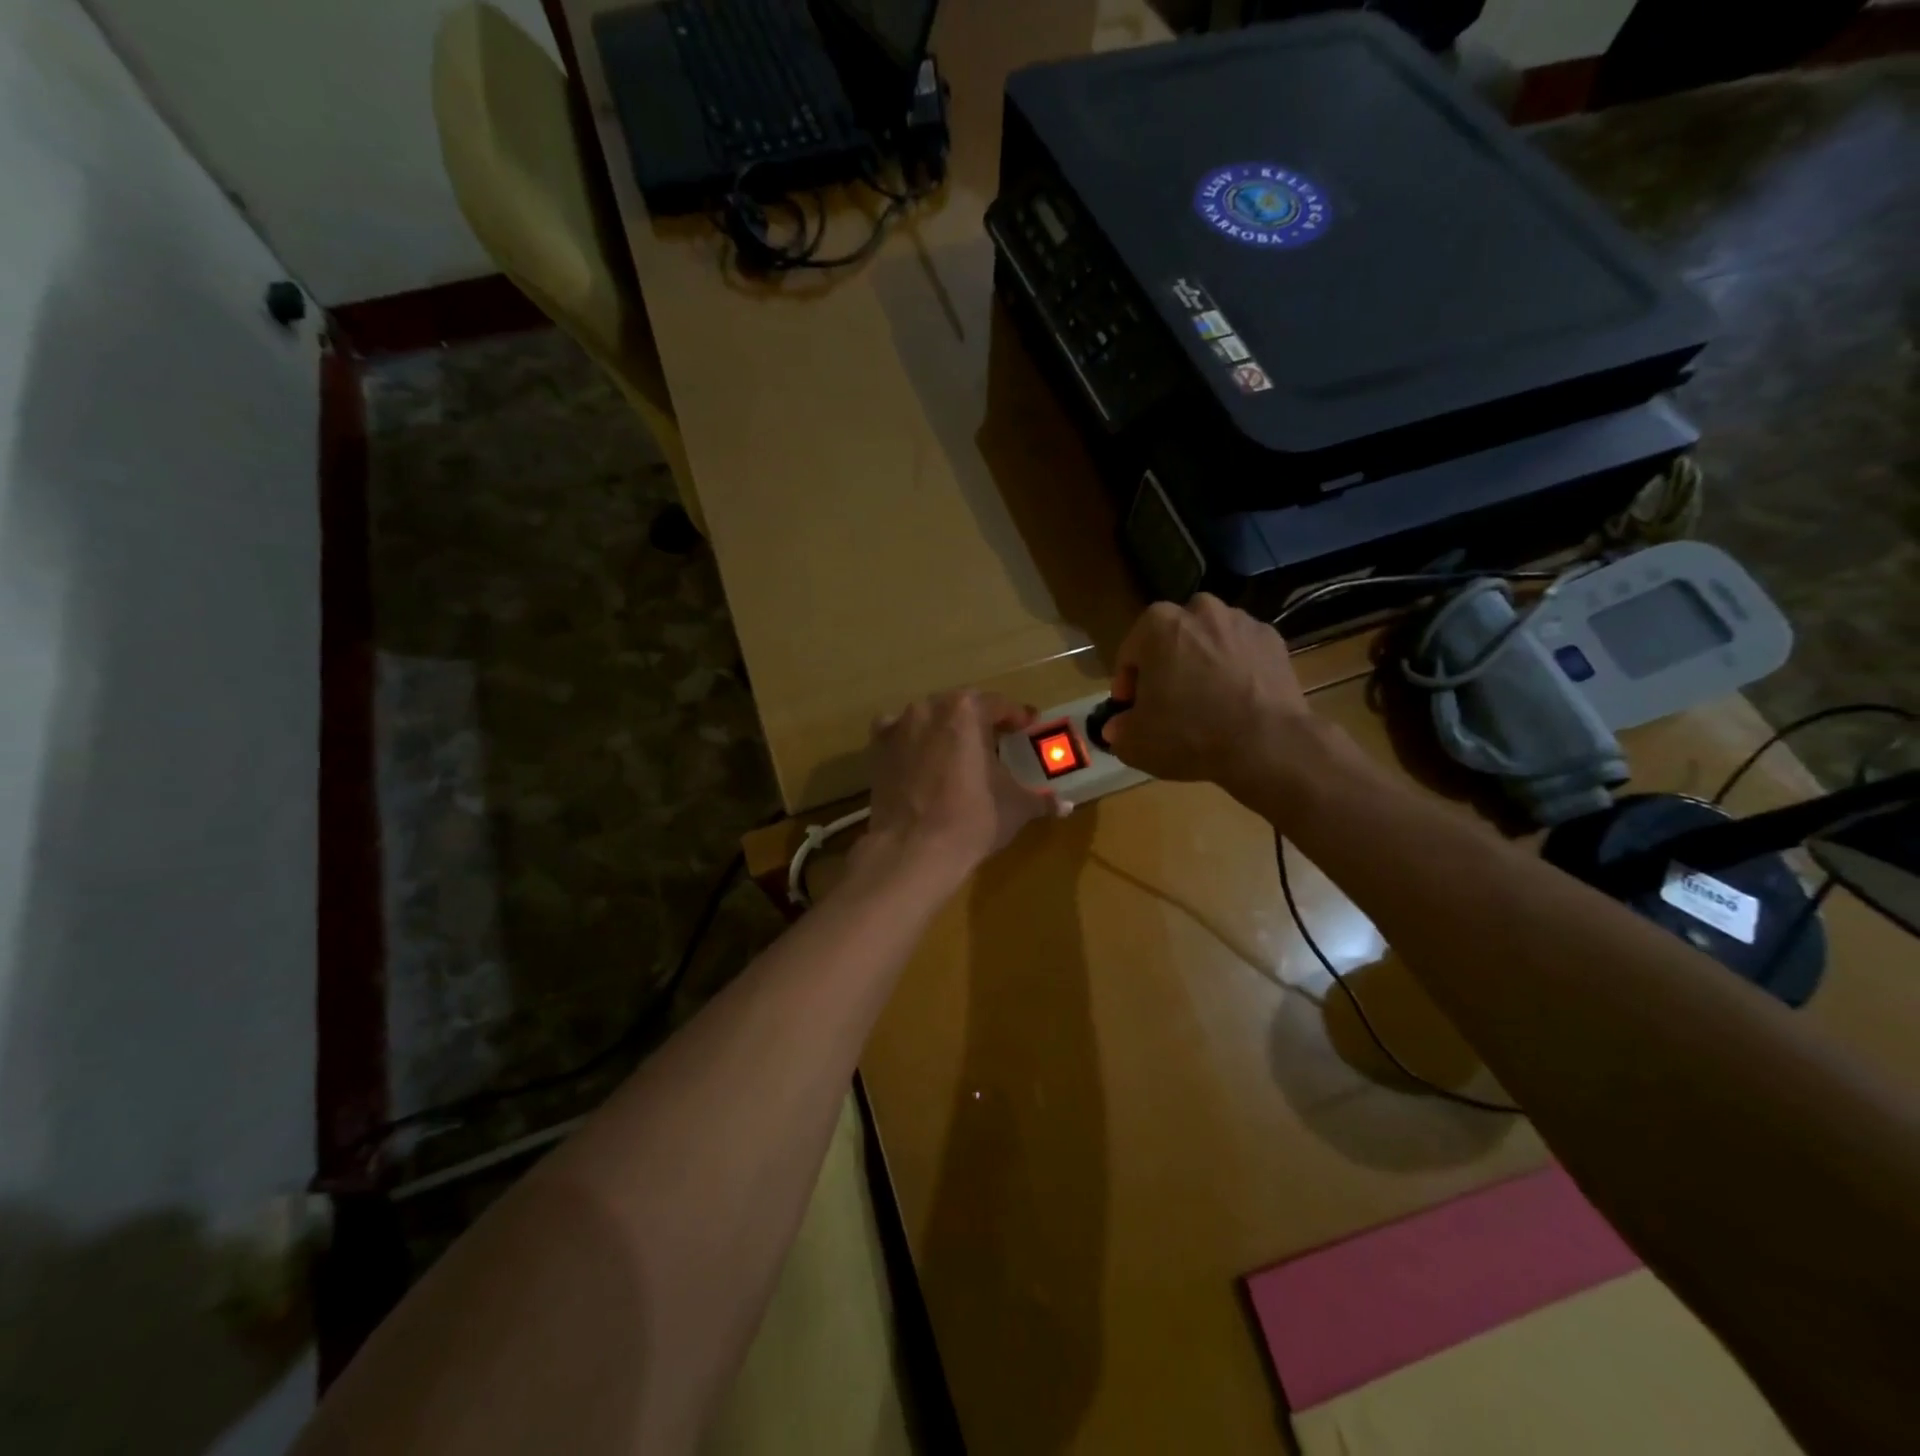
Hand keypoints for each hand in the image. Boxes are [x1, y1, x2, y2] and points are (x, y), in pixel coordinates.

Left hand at [858, 690, 1060, 887]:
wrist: (914, 849)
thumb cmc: (973, 819)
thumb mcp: (1015, 807)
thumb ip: (1040, 799)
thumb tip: (1065, 804)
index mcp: (967, 710)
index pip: (999, 705)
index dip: (1016, 717)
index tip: (1027, 728)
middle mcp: (930, 707)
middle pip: (961, 707)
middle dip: (979, 721)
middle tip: (995, 740)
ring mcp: (899, 725)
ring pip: (929, 718)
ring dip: (945, 729)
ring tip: (958, 752)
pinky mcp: (877, 748)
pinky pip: (898, 733)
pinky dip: (910, 740)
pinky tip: (920, 758)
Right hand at [1099, 595, 1312, 803]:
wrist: (1267, 744)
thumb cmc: (1189, 733)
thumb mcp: (1136, 742)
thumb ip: (1119, 729)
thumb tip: (1117, 726)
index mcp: (1158, 624)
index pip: (1130, 654)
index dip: (1127, 685)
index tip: (1132, 709)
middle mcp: (1200, 609)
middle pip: (1171, 640)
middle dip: (1167, 666)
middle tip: (1168, 703)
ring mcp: (1242, 622)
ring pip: (1209, 642)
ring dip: (1202, 664)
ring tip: (1206, 702)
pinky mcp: (1274, 640)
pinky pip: (1242, 653)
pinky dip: (1236, 669)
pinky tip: (1236, 701)